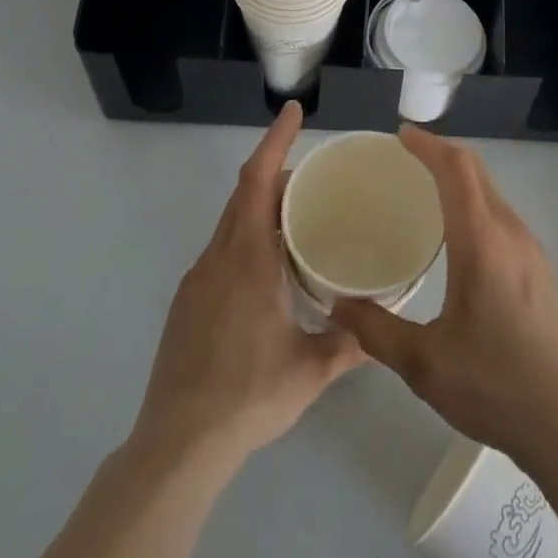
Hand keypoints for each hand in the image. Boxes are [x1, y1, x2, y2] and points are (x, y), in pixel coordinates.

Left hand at [133, 103, 363, 465]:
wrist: (176, 446)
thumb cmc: (248, 395)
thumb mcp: (310, 370)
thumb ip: (350, 343)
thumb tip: (381, 329)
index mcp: (247, 258)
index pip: (257, 180)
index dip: (275, 140)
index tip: (292, 111)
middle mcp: (218, 258)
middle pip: (244, 194)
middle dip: (275, 173)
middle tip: (312, 179)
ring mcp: (196, 280)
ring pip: (230, 224)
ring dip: (260, 210)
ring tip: (296, 224)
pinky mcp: (186, 304)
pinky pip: (220, 252)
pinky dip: (245, 240)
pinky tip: (266, 275)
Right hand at [330, 126, 557, 471]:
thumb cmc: (494, 385)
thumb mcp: (424, 363)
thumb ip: (376, 330)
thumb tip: (337, 304)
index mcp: (482, 241)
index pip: (456, 169)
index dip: (428, 145)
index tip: (400, 136)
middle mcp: (510, 232)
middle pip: (476, 171)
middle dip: (441, 154)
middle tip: (405, 159)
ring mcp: (531, 249)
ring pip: (492, 192)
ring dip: (460, 179)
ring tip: (425, 192)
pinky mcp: (540, 268)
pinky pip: (502, 215)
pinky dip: (475, 203)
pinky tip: (457, 236)